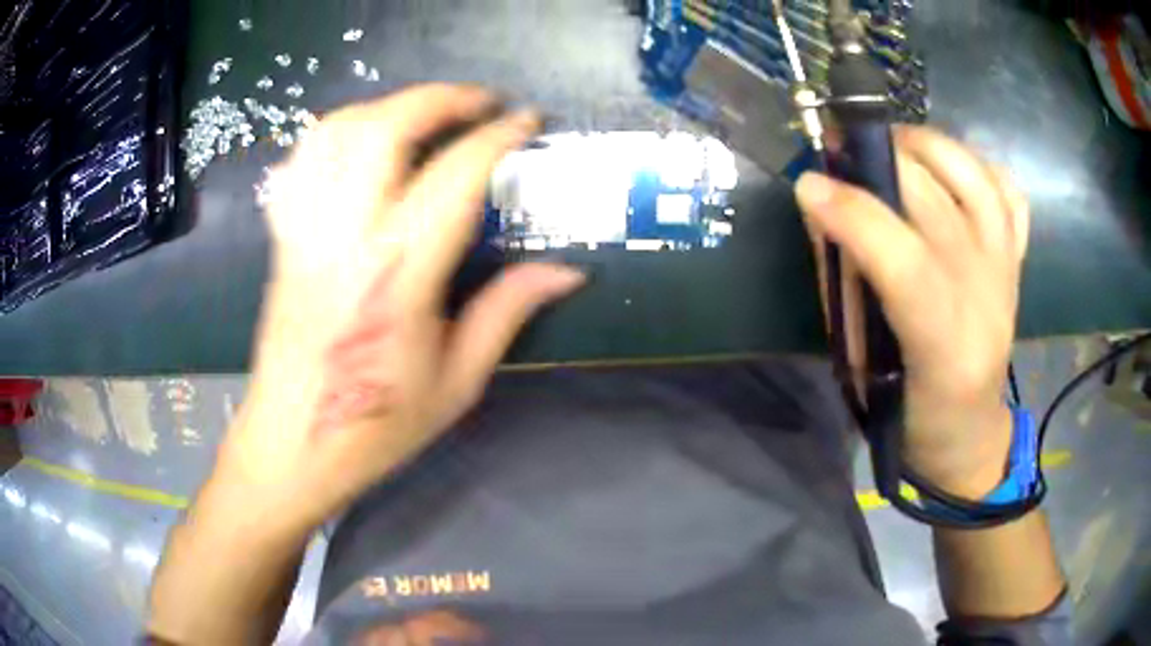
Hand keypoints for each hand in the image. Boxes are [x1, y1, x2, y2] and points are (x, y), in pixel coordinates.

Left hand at [213, 84, 585, 538]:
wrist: (292, 445)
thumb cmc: (376, 425)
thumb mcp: (457, 381)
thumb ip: (509, 312)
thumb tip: (569, 270)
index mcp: (398, 275)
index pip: (456, 176)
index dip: (498, 136)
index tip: (528, 120)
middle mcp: (345, 236)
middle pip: (385, 129)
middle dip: (439, 98)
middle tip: (479, 103)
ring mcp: (304, 232)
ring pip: (336, 132)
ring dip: (387, 106)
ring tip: (425, 114)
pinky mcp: (282, 240)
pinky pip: (300, 162)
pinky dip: (334, 132)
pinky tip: (361, 142)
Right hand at [796, 125, 1029, 498]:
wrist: (969, 433)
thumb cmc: (909, 415)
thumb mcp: (861, 371)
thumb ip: (845, 288)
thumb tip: (822, 209)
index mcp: (946, 350)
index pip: (907, 265)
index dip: (856, 216)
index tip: (809, 184)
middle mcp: (988, 301)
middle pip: (940, 203)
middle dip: (881, 161)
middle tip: (840, 151)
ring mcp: (1008, 274)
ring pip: (978, 180)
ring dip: (928, 146)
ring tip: (893, 145)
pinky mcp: (1017, 261)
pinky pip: (1008, 191)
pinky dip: (978, 164)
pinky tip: (947, 167)